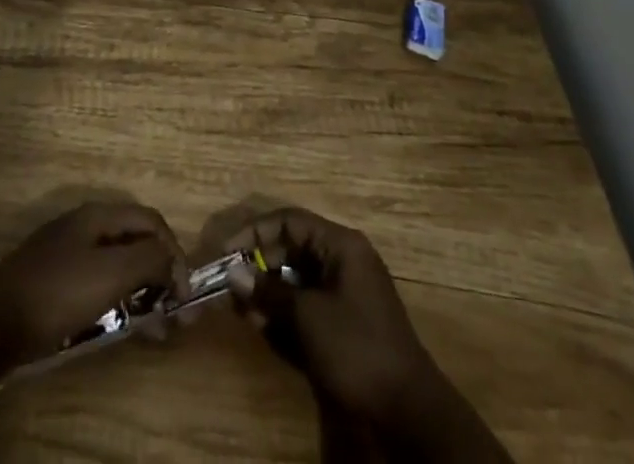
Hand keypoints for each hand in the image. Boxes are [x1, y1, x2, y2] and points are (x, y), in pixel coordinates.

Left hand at [0, 201, 190, 364]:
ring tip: (152, 327)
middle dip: (160, 272)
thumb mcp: (111, 273)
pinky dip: (118, 298)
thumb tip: (172, 259)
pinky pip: (98, 280)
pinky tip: (118, 323)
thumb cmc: (58, 291)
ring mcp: (67, 249)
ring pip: (117, 262)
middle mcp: (85, 224)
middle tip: (173, 313)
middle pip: (135, 239)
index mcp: (99, 214)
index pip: (152, 221)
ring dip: (141, 289)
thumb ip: (148, 259)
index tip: (184, 294)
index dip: (174, 252)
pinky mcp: (54, 278)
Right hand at [223, 207, 433, 423]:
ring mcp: (346, 292)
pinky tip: (264, 326)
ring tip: (242, 308)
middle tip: (231, 285)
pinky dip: (285, 311)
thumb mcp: (308, 316)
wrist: (406, 412)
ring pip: (298, 278)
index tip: (227, 251)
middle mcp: (344, 260)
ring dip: (269, 291)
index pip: (290, 221)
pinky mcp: (345, 322)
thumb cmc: (356, 348)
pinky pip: (308, 304)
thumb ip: (270, 291)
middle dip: (260, 264)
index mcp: (341, 245)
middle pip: (293, 248)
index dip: (255, 231)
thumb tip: (234, 273)